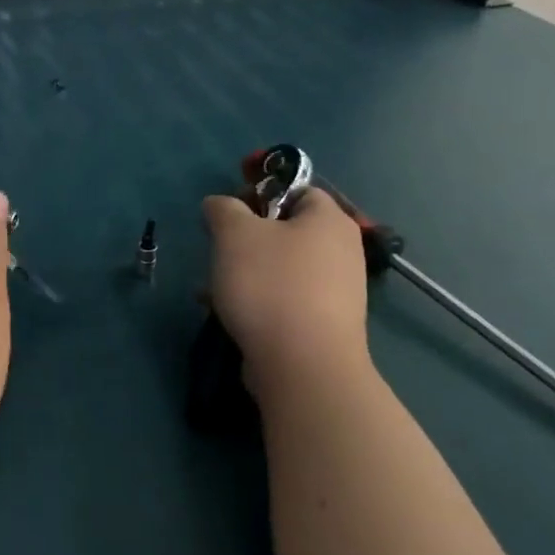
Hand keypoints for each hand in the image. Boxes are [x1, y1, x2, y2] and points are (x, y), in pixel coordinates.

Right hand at [203, 188, 370, 391]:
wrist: (303, 366)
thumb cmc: (270, 285)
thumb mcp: (234, 232)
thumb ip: (223, 208)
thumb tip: (219, 206)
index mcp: (329, 220)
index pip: (296, 188)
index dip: (259, 191)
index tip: (227, 211)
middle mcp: (341, 251)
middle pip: (285, 229)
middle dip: (245, 238)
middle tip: (218, 249)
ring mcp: (335, 291)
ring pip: (279, 266)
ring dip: (243, 271)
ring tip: (212, 287)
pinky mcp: (322, 324)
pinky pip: (282, 298)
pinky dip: (255, 300)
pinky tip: (226, 312)